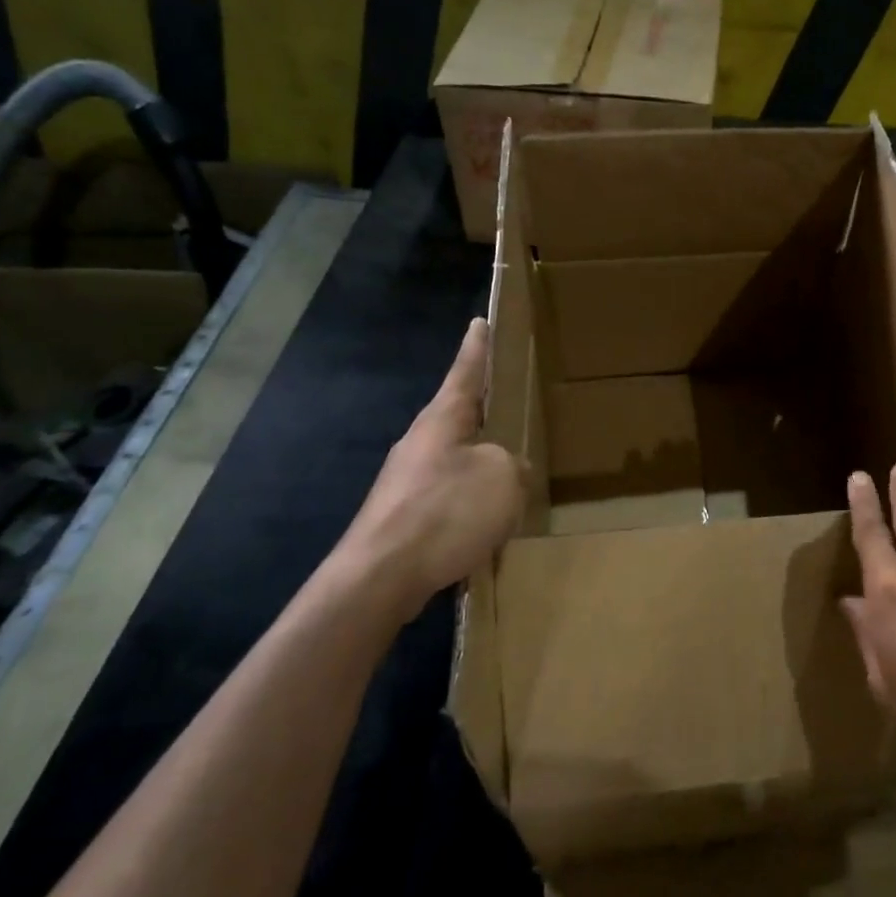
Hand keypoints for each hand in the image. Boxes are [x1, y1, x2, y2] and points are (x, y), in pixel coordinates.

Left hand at [329, 318, 523, 625]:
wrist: (381, 576)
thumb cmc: (445, 512)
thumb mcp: (502, 478)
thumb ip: (514, 464)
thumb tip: (507, 471)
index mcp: (443, 420)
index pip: (465, 371)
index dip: (477, 347)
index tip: (479, 320)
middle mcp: (421, 442)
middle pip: (459, 416)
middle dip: (484, 411)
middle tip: (510, 403)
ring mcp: (409, 480)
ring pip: (456, 459)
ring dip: (482, 464)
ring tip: (511, 474)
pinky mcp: (405, 515)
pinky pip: (449, 497)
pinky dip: (471, 502)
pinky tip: (489, 523)